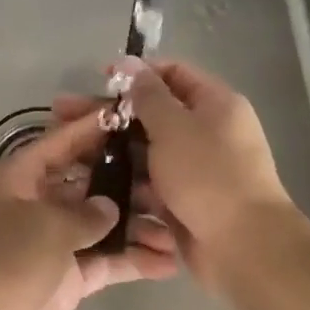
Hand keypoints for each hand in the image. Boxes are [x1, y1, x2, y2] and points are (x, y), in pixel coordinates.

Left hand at [0, 109, 178, 309]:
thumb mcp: (44, 226)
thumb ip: (85, 213)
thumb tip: (112, 208)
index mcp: (23, 174)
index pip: (66, 140)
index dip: (99, 127)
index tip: (139, 116)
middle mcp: (40, 201)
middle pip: (91, 181)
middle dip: (130, 180)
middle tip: (175, 181)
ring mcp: (55, 241)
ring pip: (103, 223)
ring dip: (138, 225)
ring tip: (178, 228)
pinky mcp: (67, 278)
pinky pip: (105, 262)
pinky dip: (132, 261)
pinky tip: (168, 263)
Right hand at [54, 58, 296, 291]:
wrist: (244, 247)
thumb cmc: (208, 175)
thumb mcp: (174, 126)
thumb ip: (148, 94)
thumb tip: (130, 62)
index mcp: (216, 104)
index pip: (173, 72)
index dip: (136, 73)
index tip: (100, 80)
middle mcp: (209, 131)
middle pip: (154, 113)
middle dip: (112, 114)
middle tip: (65, 114)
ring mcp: (197, 168)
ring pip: (148, 151)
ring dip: (114, 151)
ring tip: (72, 152)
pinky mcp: (186, 200)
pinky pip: (152, 183)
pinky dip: (128, 182)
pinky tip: (92, 183)